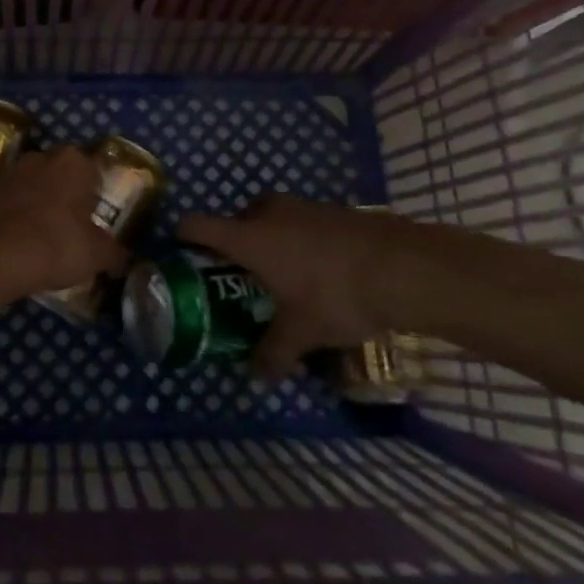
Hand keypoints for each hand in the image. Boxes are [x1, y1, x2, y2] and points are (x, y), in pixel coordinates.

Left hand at [0, 147, 123, 300]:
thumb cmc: (57, 244)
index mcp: (74, 161)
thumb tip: (123, 259)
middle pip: (63, 173)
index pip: (95, 170)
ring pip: (35, 184)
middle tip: (75, 225)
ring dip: (41, 201)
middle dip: (68, 193)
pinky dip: (19, 214)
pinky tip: (23, 240)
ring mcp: (12, 172)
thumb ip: (114, 253)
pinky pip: (13, 200)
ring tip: (47, 234)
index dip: (98, 194)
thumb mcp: (97, 254)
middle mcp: (43, 157)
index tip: (97, 217)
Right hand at [179, 196, 434, 379]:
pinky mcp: (334, 211)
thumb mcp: (301, 333)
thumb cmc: (335, 296)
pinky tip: (321, 270)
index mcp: (249, 237)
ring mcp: (304, 207)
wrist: (403, 268)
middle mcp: (270, 213)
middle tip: (242, 275)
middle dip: (237, 242)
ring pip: (273, 218)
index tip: (180, 253)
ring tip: (283, 275)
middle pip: (238, 218)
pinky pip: (304, 222)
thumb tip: (255, 377)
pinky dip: (302, 240)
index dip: (183, 236)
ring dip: (272, 239)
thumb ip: (273, 353)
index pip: (198, 225)